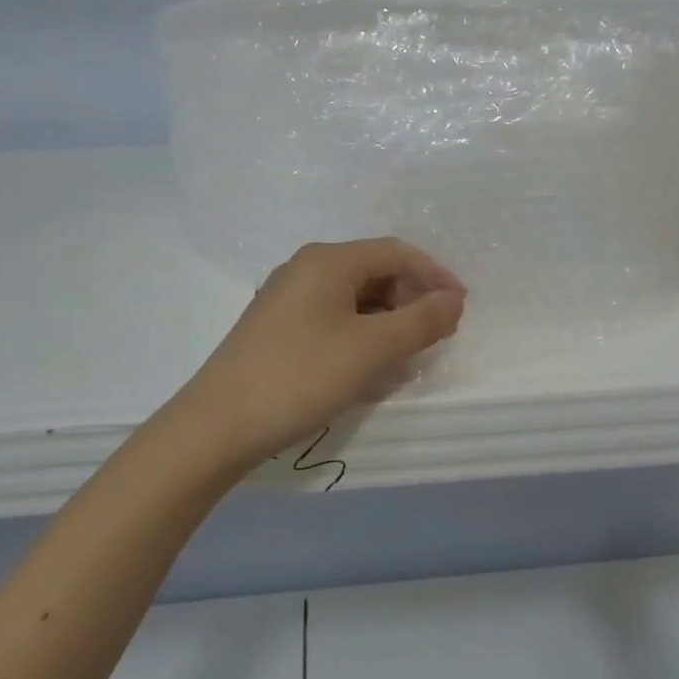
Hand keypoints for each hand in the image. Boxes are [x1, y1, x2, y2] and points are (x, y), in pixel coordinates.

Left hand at [174, 239, 466, 471]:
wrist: (217, 426)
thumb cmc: (301, 377)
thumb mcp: (372, 350)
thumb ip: (421, 321)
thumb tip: (453, 299)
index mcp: (328, 260)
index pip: (396, 252)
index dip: (434, 275)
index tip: (461, 308)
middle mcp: (304, 268)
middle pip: (373, 271)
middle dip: (410, 300)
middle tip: (435, 336)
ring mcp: (286, 298)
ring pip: (352, 298)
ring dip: (387, 321)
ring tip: (407, 356)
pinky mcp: (276, 327)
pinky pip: (331, 318)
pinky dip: (359, 334)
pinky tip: (367, 366)